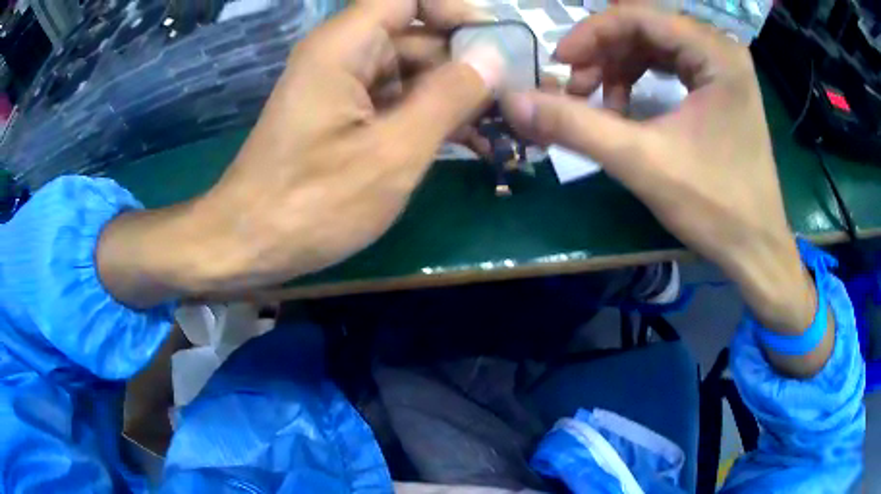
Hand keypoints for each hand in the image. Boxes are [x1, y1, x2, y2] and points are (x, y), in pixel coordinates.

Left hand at [97, 0, 500, 305]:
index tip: (495, 43)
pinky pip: (396, 101)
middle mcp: (343, 56)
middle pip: (416, 35)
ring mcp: (343, 88)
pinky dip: (431, 116)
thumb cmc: (312, 204)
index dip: (455, 11)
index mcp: (345, 46)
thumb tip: (493, 57)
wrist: (249, 245)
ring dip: (455, 95)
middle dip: (466, 61)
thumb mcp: (392, 152)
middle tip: (513, 99)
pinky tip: (470, 142)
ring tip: (502, 128)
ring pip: (411, 72)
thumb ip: (448, 97)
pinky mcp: (345, 118)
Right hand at [501, 7, 815, 334]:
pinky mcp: (720, 89)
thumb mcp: (642, 162)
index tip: (559, 64)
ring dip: (618, 67)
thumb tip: (513, 101)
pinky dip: (639, 80)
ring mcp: (723, 69)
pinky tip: (626, 108)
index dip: (591, 34)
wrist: (755, 249)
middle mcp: (721, 50)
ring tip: (600, 105)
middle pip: (646, 28)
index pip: (638, 16)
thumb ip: (575, 125)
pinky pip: (669, 66)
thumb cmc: (714, 207)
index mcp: (716, 53)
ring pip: (655, 46)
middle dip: (604, 54)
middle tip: (576, 90)